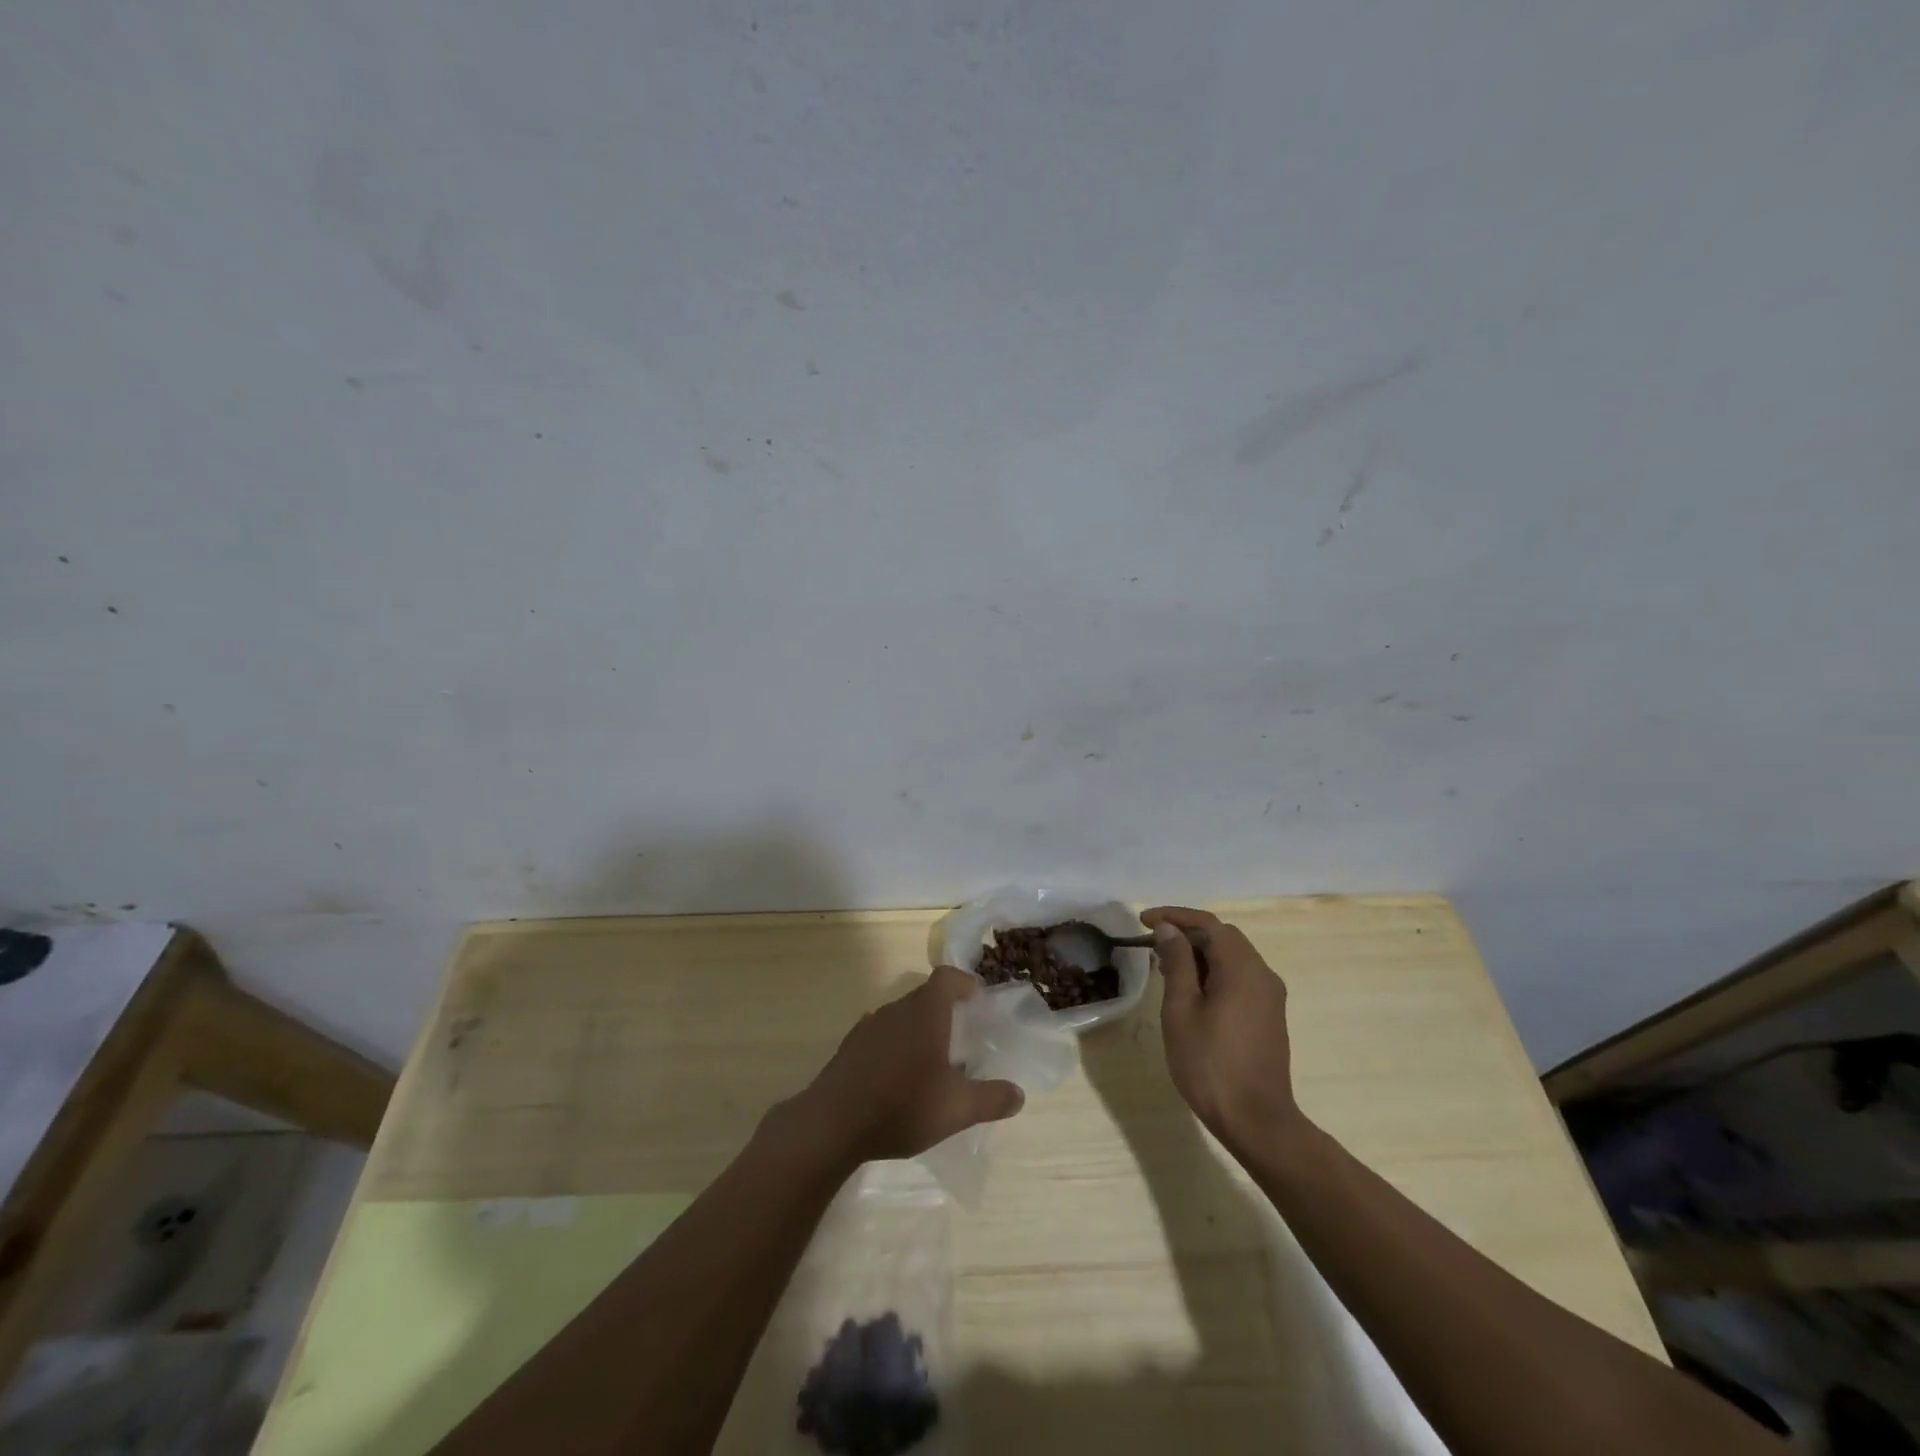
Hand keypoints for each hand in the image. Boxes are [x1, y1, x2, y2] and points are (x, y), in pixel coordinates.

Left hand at [792, 965, 1025, 1163]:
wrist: (832, 1125)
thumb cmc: (902, 1105)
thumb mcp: (957, 1108)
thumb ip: (991, 1099)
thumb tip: (1018, 1094)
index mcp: (924, 1012)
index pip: (946, 977)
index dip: (964, 982)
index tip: (978, 998)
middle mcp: (896, 1009)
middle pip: (924, 996)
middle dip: (945, 1010)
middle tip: (963, 1036)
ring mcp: (868, 1027)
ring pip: (901, 1017)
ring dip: (918, 1029)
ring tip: (933, 1060)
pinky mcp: (849, 1048)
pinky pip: (881, 1036)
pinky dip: (895, 1046)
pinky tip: (899, 1078)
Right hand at [1143, 907, 1303, 1150]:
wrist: (1256, 1121)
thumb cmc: (1210, 1064)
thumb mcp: (1181, 1010)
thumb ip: (1177, 963)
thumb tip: (1169, 930)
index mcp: (1242, 967)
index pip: (1208, 923)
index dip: (1174, 916)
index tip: (1143, 921)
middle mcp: (1262, 973)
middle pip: (1223, 936)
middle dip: (1186, 933)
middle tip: (1152, 945)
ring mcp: (1270, 995)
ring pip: (1232, 957)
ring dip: (1200, 953)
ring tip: (1165, 967)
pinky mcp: (1269, 1014)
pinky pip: (1240, 977)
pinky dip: (1214, 971)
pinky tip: (1191, 991)